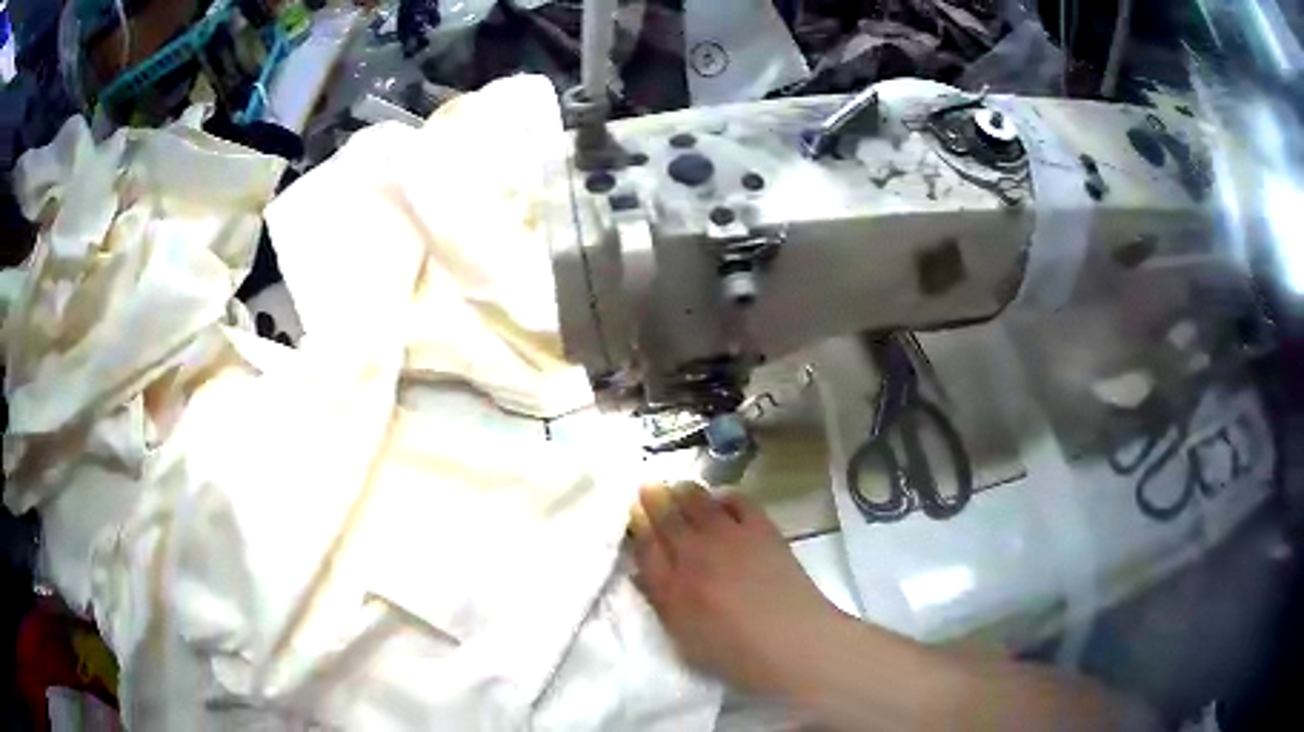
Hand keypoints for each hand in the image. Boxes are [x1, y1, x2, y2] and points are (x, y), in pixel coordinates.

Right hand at [629, 483, 847, 695]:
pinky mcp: (762, 529)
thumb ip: (661, 602)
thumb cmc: (736, 652)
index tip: (632, 511)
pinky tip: (722, 499)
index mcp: (672, 586)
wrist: (792, 641)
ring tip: (678, 487)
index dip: (638, 526)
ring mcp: (730, 538)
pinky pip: (738, 501)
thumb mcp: (685, 638)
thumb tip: (640, 571)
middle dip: (655, 499)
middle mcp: (695, 555)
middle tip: (649, 485)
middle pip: (668, 517)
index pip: (646, 547)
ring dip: (685, 492)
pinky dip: (725, 496)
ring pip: (699, 502)